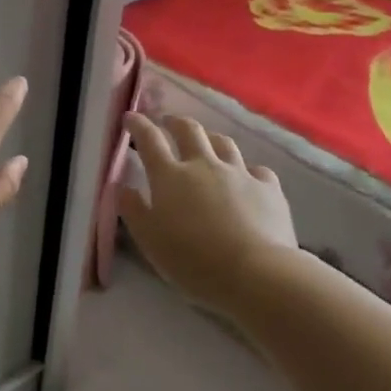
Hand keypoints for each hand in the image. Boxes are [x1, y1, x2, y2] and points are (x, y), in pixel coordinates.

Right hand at [119, 114, 296, 309]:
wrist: (256, 273)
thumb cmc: (193, 260)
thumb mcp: (150, 240)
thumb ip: (133, 210)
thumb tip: (121, 187)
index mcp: (170, 177)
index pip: (150, 140)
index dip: (138, 125)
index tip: (130, 117)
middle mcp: (204, 165)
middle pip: (190, 130)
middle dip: (175, 122)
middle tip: (168, 122)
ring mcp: (239, 173)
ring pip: (224, 143)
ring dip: (210, 138)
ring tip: (206, 142)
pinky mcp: (269, 188)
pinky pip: (257, 170)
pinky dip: (247, 170)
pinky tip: (248, 178)